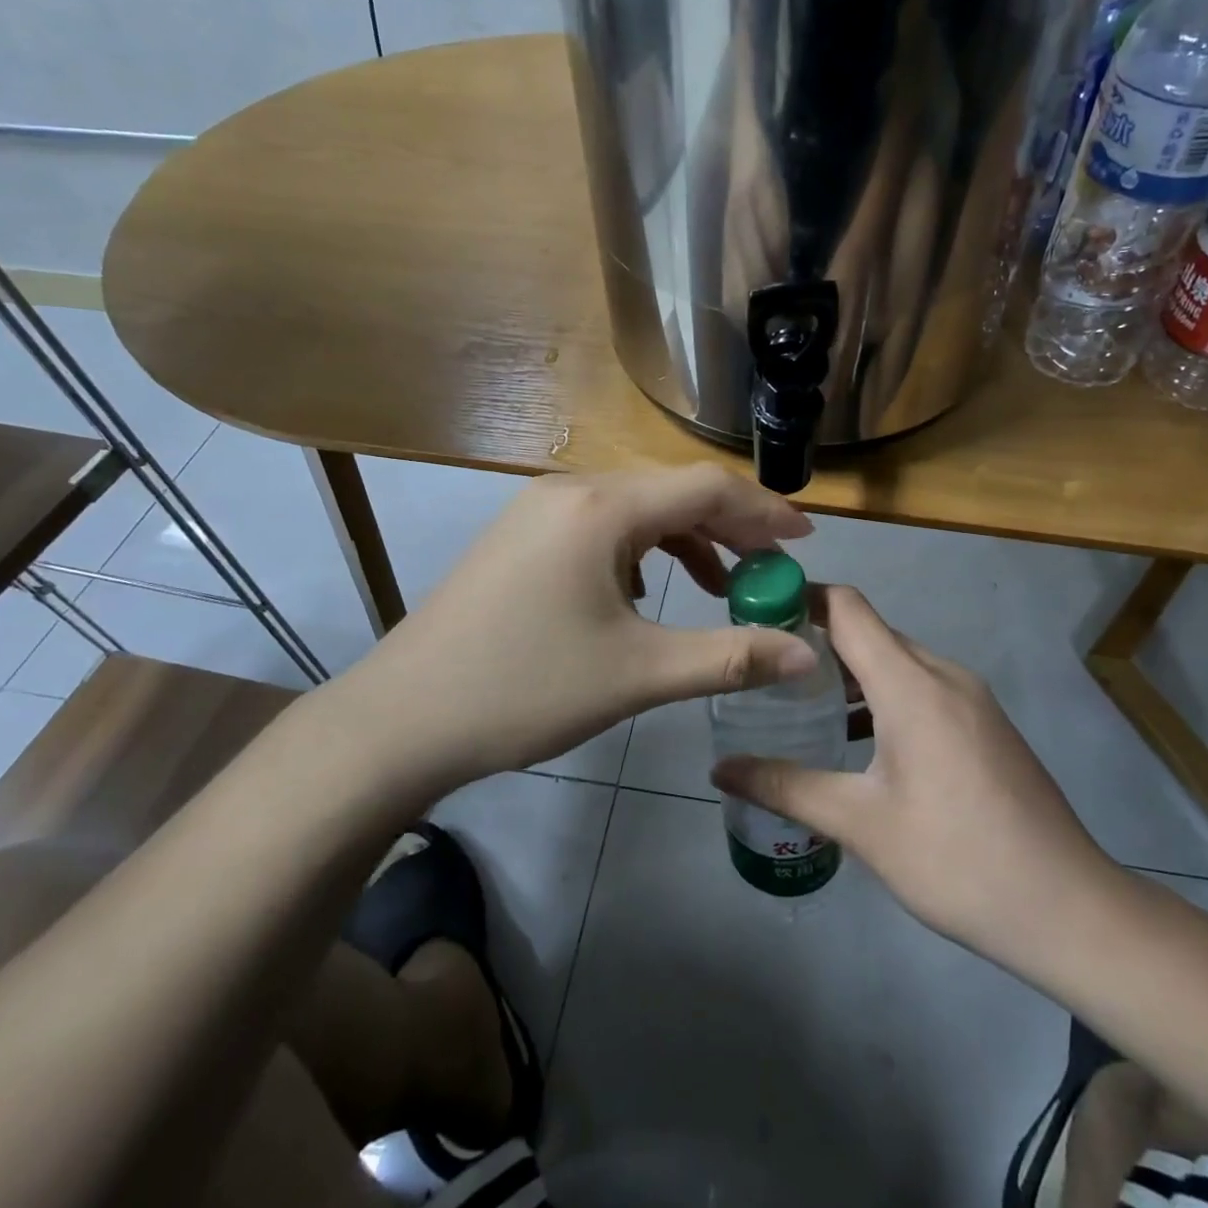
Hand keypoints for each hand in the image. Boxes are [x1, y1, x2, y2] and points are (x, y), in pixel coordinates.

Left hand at [324, 465, 817, 793]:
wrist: (402, 719)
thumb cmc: (525, 689)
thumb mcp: (639, 674)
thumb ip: (730, 657)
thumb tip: (806, 656)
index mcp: (600, 508)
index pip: (705, 488)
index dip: (764, 511)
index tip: (805, 541)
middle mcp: (570, 490)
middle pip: (671, 493)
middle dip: (729, 528)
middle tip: (770, 568)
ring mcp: (538, 510)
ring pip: (635, 511)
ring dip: (685, 541)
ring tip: (719, 585)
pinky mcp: (521, 537)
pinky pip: (601, 528)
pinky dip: (641, 553)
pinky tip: (646, 594)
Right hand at [711, 586, 1112, 965]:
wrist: (1067, 908)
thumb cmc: (956, 859)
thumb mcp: (860, 825)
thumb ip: (786, 787)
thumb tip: (720, 769)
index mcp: (911, 683)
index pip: (848, 608)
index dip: (801, 598)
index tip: (755, 613)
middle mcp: (943, 674)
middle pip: (870, 632)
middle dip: (816, 642)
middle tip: (764, 671)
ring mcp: (970, 698)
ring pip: (897, 662)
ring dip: (850, 674)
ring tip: (800, 706)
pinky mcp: (984, 724)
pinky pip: (921, 688)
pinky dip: (882, 696)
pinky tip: (858, 741)